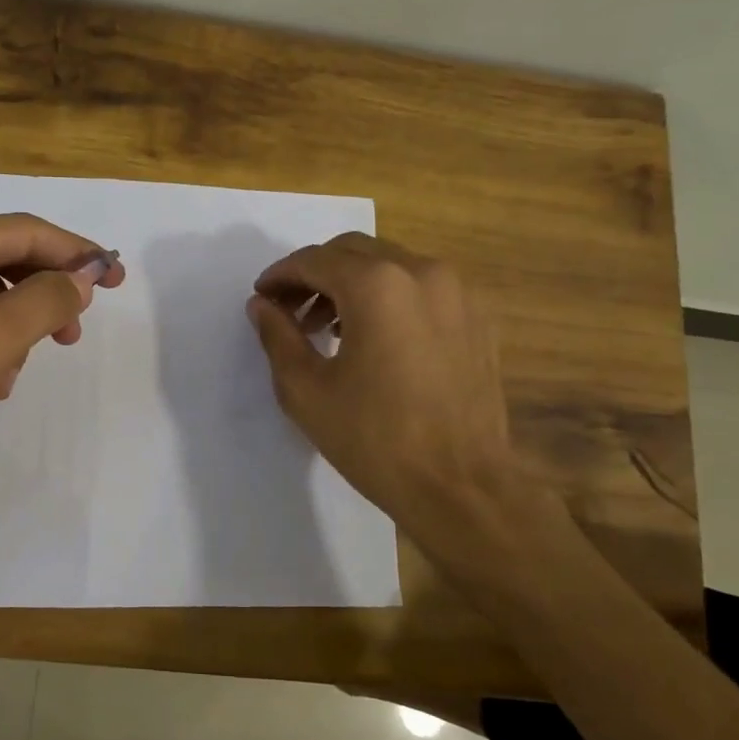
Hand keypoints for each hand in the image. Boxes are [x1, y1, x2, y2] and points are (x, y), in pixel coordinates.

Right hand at [247, 232, 524, 539]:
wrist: (461, 487)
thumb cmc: (374, 439)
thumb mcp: (306, 390)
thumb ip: (278, 336)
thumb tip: (262, 305)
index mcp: (377, 285)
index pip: (315, 260)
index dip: (281, 275)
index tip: (261, 297)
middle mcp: (422, 273)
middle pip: (354, 252)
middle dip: (315, 274)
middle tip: (289, 310)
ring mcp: (457, 293)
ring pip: (390, 266)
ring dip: (351, 284)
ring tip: (327, 328)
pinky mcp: (477, 318)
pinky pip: (421, 289)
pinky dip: (388, 298)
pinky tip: (373, 338)